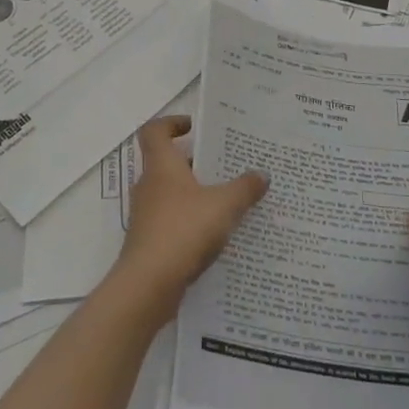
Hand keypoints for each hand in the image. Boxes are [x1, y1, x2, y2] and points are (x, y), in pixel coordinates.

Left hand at [113, 115, 267, 317]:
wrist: (148, 285)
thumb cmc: (183, 230)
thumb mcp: (223, 205)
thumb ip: (244, 188)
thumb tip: (261, 174)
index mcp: (161, 166)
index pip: (155, 131)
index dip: (171, 123)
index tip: (193, 126)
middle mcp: (149, 185)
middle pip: (168, 163)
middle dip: (195, 163)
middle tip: (225, 165)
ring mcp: (146, 215)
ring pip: (172, 194)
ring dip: (195, 194)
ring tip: (228, 200)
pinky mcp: (149, 242)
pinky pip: (172, 221)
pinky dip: (191, 221)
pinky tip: (216, 235)